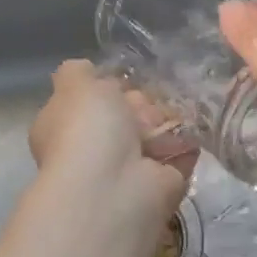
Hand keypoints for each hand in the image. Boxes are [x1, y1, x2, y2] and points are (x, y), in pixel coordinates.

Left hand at [29, 61, 194, 219]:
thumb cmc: (88, 130)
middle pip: (127, 114)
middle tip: (148, 104)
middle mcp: (95, 150)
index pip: (92, 101)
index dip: (110, 88)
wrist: (116, 186)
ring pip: (155, 133)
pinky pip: (179, 154)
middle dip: (143, 104)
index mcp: (66, 128)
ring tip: (170, 117)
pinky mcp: (162, 183)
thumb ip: (77, 72)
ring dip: (166, 122)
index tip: (124, 82)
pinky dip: (187, 143)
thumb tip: (85, 70)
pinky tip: (190, 130)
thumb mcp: (75, 85)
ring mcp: (129, 169)